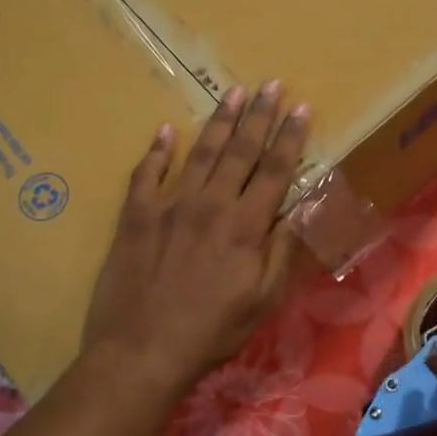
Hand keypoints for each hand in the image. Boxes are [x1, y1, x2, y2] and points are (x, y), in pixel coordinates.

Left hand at [83, 81, 308, 395]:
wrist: (141, 351)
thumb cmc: (211, 332)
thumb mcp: (262, 301)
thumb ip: (281, 252)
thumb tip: (299, 211)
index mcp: (246, 226)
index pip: (275, 171)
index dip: (291, 138)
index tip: (301, 108)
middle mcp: (211, 204)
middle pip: (240, 150)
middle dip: (259, 116)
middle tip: (271, 84)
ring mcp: (169, 205)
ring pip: (200, 152)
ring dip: (219, 120)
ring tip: (234, 93)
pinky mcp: (135, 215)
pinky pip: (147, 173)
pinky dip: (157, 150)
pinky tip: (165, 130)